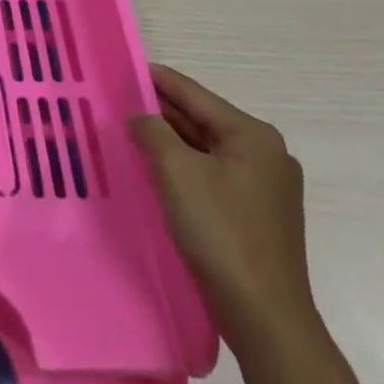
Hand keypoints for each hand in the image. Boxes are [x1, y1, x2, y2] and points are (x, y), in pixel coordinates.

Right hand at [129, 65, 316, 349]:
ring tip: (128, 131)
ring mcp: (264, 187)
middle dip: (160, 111)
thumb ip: (152, 131)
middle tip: (117, 100)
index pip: (194, 94)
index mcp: (252, 136)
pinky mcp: (256, 214)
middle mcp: (265, 154)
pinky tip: (155, 170)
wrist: (264, 316)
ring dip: (169, 140)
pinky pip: (212, 175)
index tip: (122, 67)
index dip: (156, 79)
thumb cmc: (220, 232)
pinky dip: (183, 167)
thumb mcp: (175, 171)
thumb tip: (139, 117)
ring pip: (205, 149)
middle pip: (202, 119)